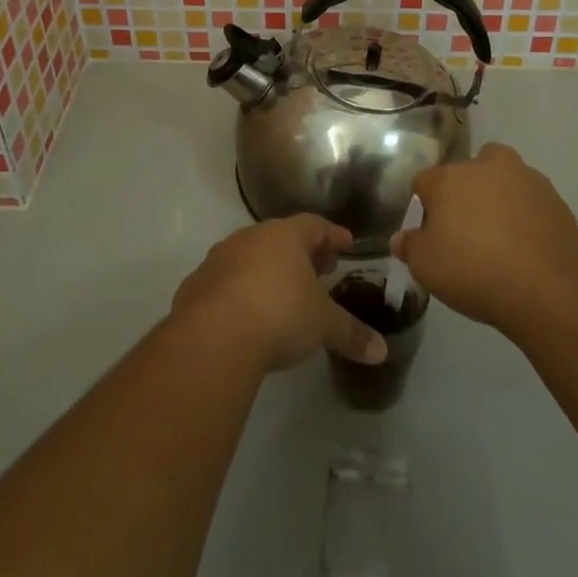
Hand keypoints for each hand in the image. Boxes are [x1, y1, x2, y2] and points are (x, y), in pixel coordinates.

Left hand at [172, 215, 387, 373]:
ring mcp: (219, 259)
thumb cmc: (279, 314)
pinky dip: (240, 290)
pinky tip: (247, 314)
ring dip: (268, 270)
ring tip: (284, 292)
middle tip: (320, 269)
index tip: (347, 244)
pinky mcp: (196, 285)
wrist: (213, 336)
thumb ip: (352, 334)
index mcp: (285, 236)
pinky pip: (225, 281)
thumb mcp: (323, 325)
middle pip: (281, 238)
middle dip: (302, 253)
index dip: (333, 235)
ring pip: (250, 256)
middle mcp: (250, 238)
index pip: (315, 225)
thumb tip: (382, 351)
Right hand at [394, 142, 577, 333]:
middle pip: (466, 172)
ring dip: (497, 198)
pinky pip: (529, 201)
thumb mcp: (426, 267)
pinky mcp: (554, 198)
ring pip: (501, 180)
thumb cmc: (474, 271)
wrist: (547, 289)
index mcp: (449, 177)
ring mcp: (524, 178)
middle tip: (465, 230)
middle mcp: (485, 166)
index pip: (424, 181)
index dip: (424, 206)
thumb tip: (402, 238)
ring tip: (499, 237)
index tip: (429, 232)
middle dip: (463, 193)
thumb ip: (410, 247)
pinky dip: (524, 215)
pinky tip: (524, 246)